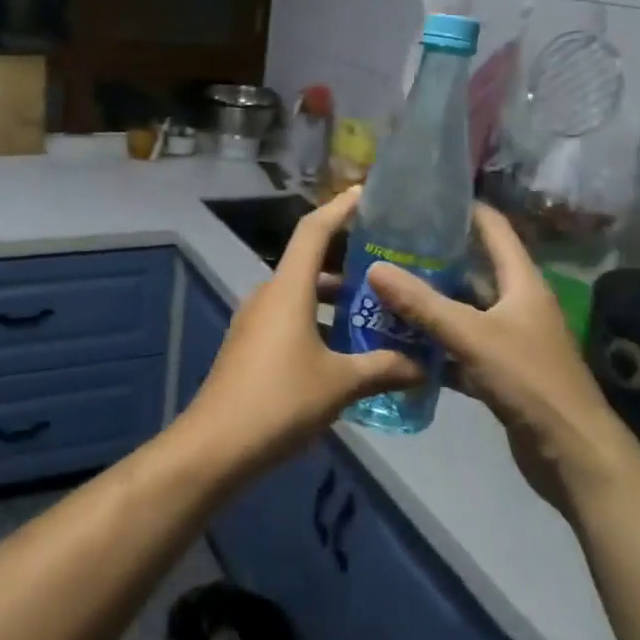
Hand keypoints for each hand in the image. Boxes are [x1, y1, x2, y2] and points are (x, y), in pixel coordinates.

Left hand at [182, 186, 420, 475]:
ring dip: (333, 297)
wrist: (217, 444)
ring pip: (300, 293)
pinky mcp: (250, 344)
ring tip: (374, 309)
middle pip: (309, 262)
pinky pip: (289, 317)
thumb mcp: (339, 384)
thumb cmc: (280, 400)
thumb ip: (382, 368)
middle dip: (346, 261)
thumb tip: (422, 366)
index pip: (313, 230)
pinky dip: (317, 319)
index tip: (365, 194)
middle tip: (387, 265)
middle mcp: (269, 294)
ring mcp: (255, 320)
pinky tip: (344, 346)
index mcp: (288, 288)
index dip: (339, 208)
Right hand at [367, 205, 629, 504]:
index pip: (494, 228)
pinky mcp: (499, 371)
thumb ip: (422, 304)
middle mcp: (516, 303)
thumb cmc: (530, 381)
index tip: (422, 196)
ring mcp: (508, 339)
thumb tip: (374, 267)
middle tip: (387, 245)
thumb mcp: (472, 336)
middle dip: (432, 257)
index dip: (464, 208)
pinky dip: (433, 344)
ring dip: (428, 303)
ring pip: (462, 310)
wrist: (572, 455)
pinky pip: (459, 347)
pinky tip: (398, 341)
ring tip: (383, 287)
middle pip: (471, 269)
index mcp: (521, 282)